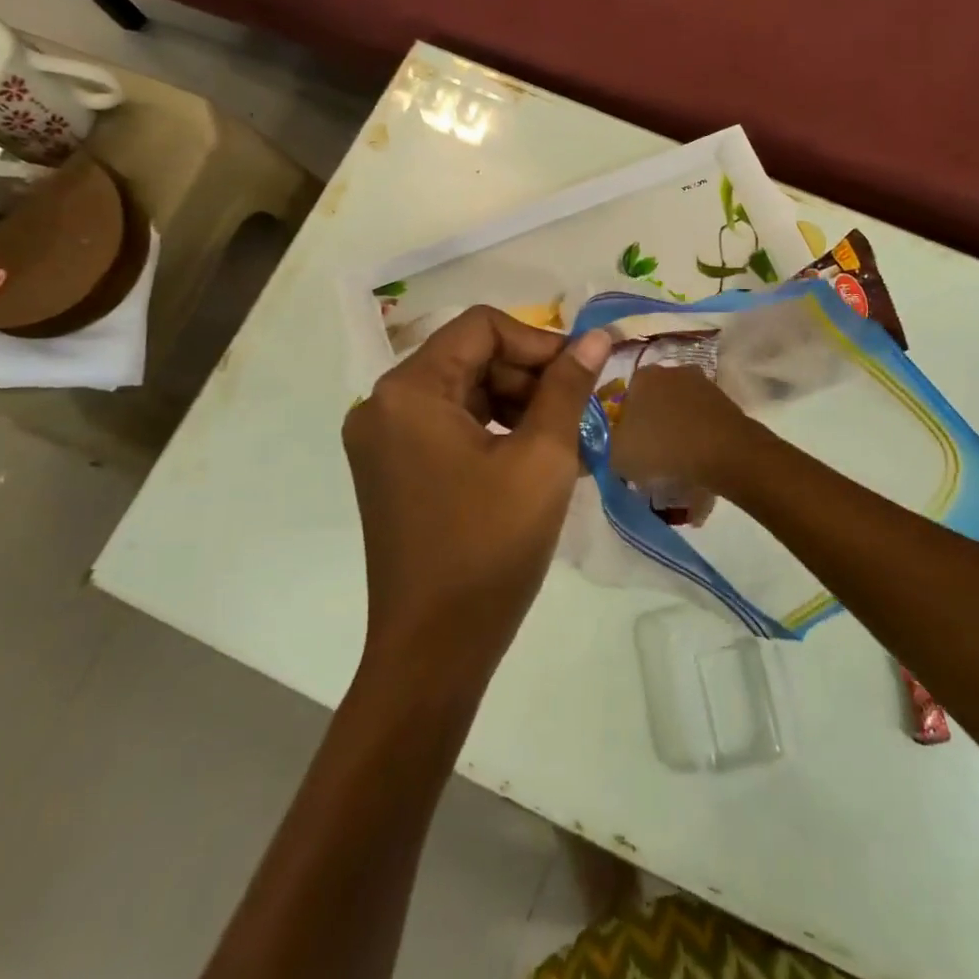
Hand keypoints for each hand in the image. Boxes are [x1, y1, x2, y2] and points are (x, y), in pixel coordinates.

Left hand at [342, 307, 610, 690]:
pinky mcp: (392, 470)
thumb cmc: (490, 547)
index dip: (539, 342)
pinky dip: (493, 429)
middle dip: (529, 375)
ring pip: (462, 390)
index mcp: (408, 391)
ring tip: (563, 437)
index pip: (481, 328)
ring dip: (516, 402)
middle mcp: (382, 405)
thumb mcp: (543, 459)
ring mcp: (382, 440)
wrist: (434, 651)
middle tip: (579, 410)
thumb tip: (596, 337)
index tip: (582, 374)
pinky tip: (533, 457)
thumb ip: (568, 387)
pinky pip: (449, 425)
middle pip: (469, 356)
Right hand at [608, 364, 756, 495]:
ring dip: (675, 428)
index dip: (623, 423)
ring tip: (675, 460)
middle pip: (653, 400)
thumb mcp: (617, 453)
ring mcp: (701, 382)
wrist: (724, 452)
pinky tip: (696, 457)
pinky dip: (697, 434)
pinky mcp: (724, 399)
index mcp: (642, 376)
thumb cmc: (663, 447)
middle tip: (650, 453)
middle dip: (650, 422)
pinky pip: (700, 418)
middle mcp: (671, 370)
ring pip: (678, 408)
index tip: (627, 446)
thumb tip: (607, 441)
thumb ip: (604, 443)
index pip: (624, 397)